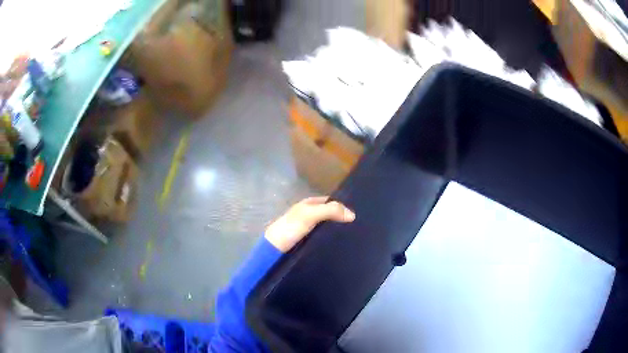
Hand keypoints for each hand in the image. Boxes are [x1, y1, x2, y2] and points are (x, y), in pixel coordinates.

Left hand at [265, 197, 355, 252]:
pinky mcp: (307, 241)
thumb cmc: (291, 228)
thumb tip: (353, 214)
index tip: (357, 214)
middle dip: (341, 219)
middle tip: (358, 228)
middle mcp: (309, 213)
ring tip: (353, 237)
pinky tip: (339, 245)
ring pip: (327, 227)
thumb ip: (330, 211)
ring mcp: (308, 228)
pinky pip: (322, 237)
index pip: (331, 201)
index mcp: (309, 203)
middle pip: (329, 214)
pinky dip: (330, 239)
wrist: (274, 249)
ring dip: (336, 231)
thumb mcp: (310, 215)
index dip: (342, 206)